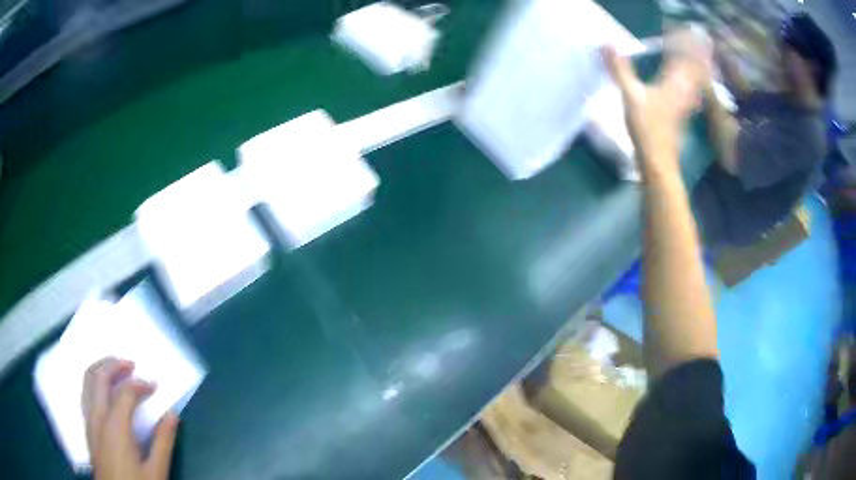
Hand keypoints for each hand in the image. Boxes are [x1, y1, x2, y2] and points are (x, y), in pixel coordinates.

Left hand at [82, 358, 177, 479]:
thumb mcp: (157, 472)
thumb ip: (163, 442)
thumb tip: (172, 414)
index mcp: (116, 426)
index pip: (126, 392)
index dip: (141, 384)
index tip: (155, 386)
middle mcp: (98, 417)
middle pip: (99, 377)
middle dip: (114, 365)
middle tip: (130, 363)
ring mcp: (89, 421)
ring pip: (87, 381)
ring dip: (100, 369)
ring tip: (114, 368)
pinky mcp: (87, 428)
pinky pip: (85, 394)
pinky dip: (92, 382)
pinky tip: (102, 390)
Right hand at [603, 29, 711, 177]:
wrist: (659, 160)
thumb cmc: (646, 127)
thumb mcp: (630, 95)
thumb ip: (620, 69)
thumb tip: (606, 43)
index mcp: (674, 82)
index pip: (682, 55)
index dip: (682, 41)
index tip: (680, 29)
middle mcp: (685, 90)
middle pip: (695, 66)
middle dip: (696, 52)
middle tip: (697, 39)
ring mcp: (687, 103)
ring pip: (698, 80)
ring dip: (700, 66)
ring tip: (701, 56)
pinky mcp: (685, 112)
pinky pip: (695, 92)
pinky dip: (697, 82)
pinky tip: (696, 82)